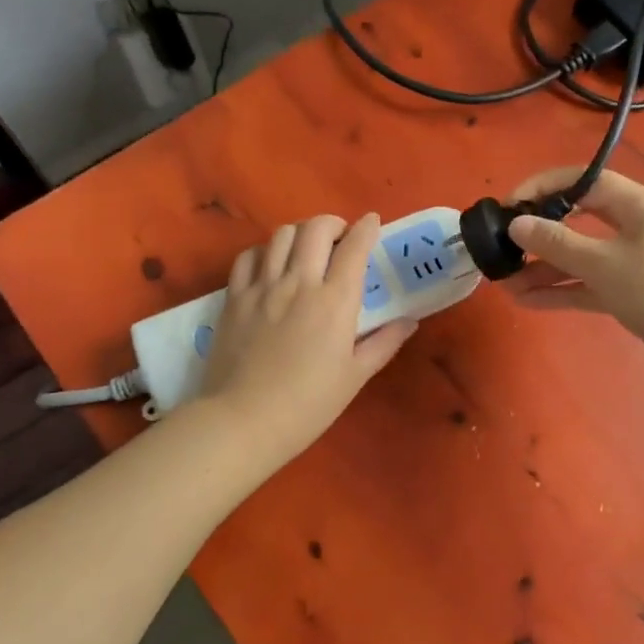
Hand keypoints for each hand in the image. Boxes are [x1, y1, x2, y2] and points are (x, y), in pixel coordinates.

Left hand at [199, 213, 416, 462]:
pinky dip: (264, 251)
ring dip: (300, 233)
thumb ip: (384, 343)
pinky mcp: (234, 297)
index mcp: (334, 301)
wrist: (244, 421)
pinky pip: (248, 257)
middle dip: (333, 224)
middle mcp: (299, 283)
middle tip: (340, 238)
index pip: (355, 247)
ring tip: (307, 248)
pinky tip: (271, 264)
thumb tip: (409, 321)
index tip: (372, 222)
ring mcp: (262, 287)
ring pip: (281, 235)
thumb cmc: (308, 404)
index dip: (367, 228)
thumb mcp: (355, 376)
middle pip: (316, 229)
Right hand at [502, 167, 643, 386]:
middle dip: (539, 234)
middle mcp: (635, 226)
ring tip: (505, 284)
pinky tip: (527, 301)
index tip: (508, 206)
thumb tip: (518, 223)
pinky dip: (563, 290)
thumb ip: (557, 243)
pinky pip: (591, 284)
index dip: (542, 188)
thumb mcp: (604, 264)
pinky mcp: (634, 293)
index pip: (582, 181)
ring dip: (545, 269)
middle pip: (578, 220)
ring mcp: (635, 261)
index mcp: (636, 204)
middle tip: (504, 247)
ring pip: (581, 257)